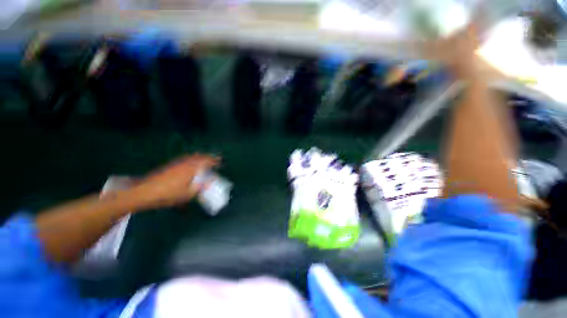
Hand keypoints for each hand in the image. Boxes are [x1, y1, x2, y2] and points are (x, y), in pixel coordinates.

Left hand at [127, 154, 219, 209]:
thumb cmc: (168, 194)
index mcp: (191, 169)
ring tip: (205, 160)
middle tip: (214, 160)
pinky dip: (192, 159)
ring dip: (200, 157)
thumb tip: (210, 182)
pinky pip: (185, 159)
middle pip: (199, 156)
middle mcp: (185, 163)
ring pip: (192, 157)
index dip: (214, 161)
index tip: (220, 161)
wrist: (144, 192)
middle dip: (208, 157)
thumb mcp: (187, 194)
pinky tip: (191, 164)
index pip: (206, 161)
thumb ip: (200, 187)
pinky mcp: (170, 165)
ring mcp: (177, 163)